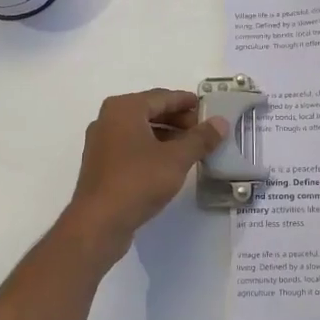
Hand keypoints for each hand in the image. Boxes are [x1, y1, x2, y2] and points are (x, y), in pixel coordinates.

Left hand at [62, 89, 228, 251]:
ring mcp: (102, 143)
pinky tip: (169, 164)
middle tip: (203, 132)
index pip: (162, 97)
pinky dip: (152, 149)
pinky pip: (131, 147)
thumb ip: (200, 138)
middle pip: (150, 111)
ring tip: (191, 148)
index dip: (187, 102)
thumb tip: (221, 122)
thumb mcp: (176, 159)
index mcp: (124, 108)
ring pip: (140, 131)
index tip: (207, 109)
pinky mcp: (101, 165)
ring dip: (166, 136)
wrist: (98, 223)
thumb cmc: (138, 181)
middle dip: (178, 120)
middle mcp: (108, 119)